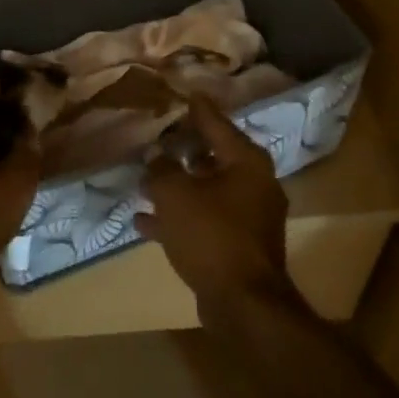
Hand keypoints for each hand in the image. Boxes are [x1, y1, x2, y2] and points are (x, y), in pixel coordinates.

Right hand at [136, 94, 295, 316]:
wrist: (243, 304)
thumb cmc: (211, 235)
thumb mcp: (175, 194)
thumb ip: (161, 168)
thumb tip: (155, 153)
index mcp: (246, 161)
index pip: (216, 122)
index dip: (195, 107)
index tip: (182, 93)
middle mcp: (254, 183)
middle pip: (213, 155)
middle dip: (183, 148)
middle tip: (157, 136)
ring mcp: (249, 216)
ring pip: (207, 190)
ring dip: (178, 185)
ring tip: (144, 179)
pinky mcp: (238, 244)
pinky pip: (205, 220)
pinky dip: (180, 217)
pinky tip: (144, 221)